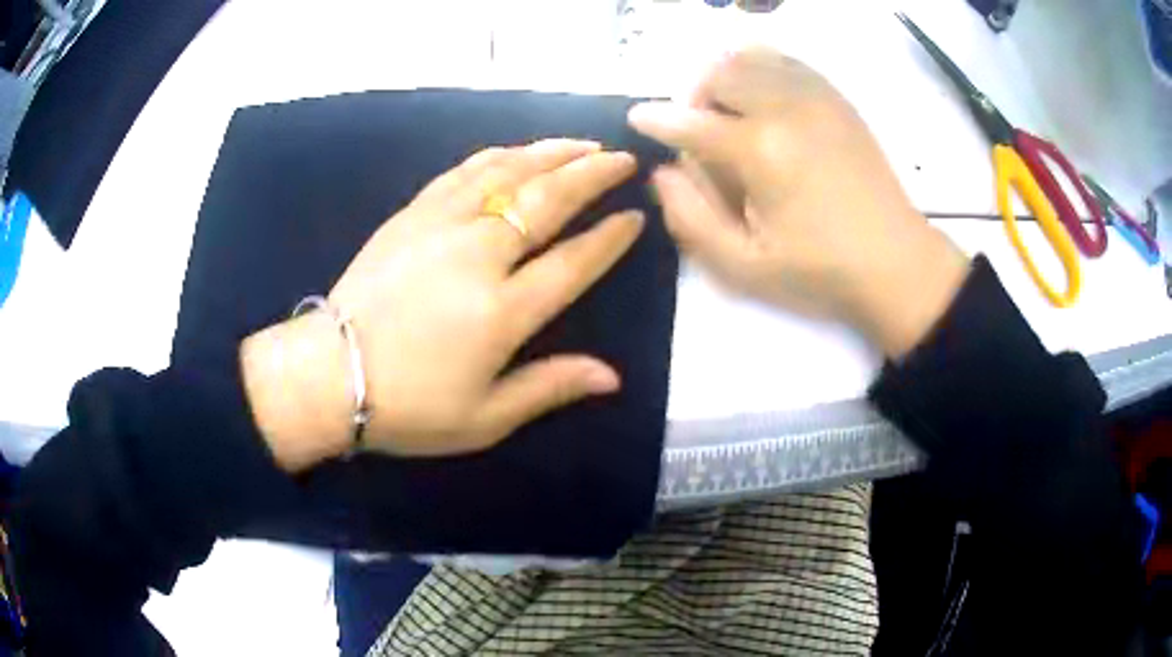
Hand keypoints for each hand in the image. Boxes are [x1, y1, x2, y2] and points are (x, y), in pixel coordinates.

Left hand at [241, 140, 643, 470]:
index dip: (609, 238)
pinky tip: (516, 151)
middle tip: (622, 159)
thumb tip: (612, 377)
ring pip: (507, 173)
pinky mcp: (411, 215)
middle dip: (592, 174)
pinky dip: (497, 156)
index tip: (634, 217)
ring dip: (551, 153)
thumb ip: (548, 388)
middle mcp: (478, 256)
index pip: (573, 261)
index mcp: (503, 312)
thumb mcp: (484, 418)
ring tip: (582, 143)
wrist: (328, 374)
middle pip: (547, 200)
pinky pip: (462, 172)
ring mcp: (441, 227)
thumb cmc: (408, 406)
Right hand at [628, 48, 968, 356]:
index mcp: (760, 152)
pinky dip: (762, 69)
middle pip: (719, 74)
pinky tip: (766, 101)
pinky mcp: (837, 100)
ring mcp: (816, 98)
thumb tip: (663, 173)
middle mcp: (785, 109)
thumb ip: (691, 219)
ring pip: (751, 57)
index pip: (690, 121)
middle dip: (696, 97)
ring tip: (732, 113)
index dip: (656, 119)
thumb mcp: (744, 267)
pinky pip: (787, 61)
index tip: (639, 118)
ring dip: (728, 78)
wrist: (897, 264)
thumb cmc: (820, 272)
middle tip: (703, 132)